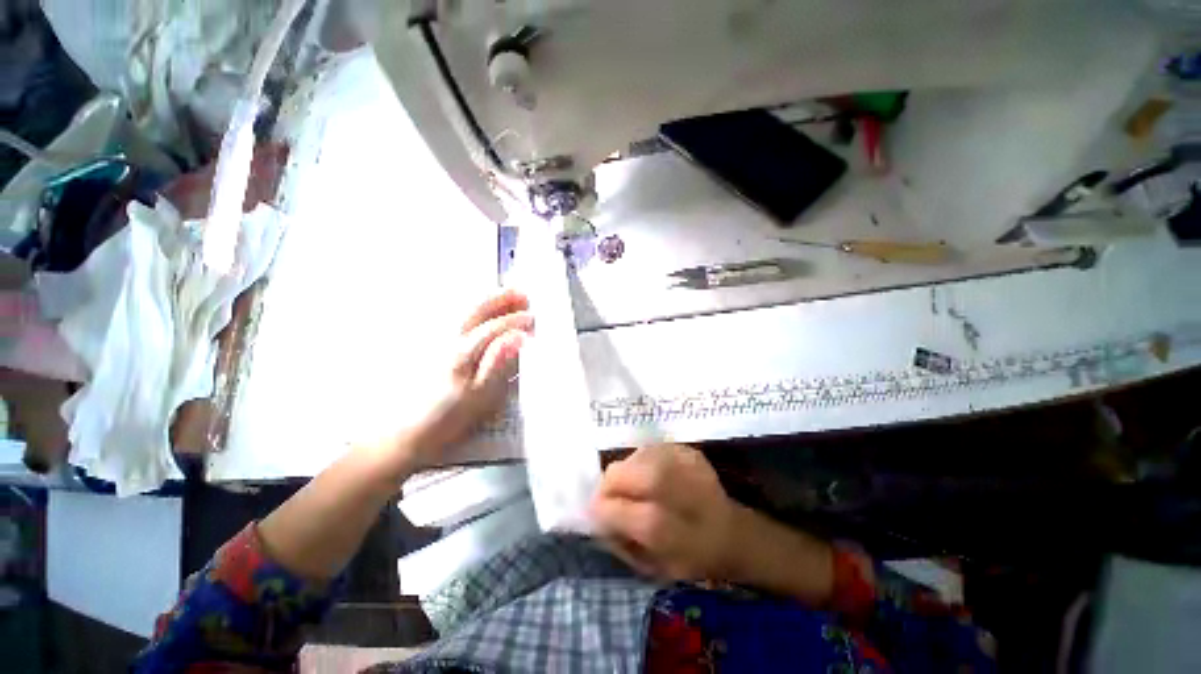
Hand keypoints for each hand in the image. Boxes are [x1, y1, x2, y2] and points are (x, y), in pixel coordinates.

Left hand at [407, 289, 532, 464]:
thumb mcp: (481, 394)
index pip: (493, 327)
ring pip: (467, 310)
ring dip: (490, 300)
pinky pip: (460, 317)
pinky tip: (484, 309)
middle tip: (523, 293)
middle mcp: (450, 338)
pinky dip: (476, 308)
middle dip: (502, 298)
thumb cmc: (451, 415)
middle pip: (477, 309)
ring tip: (509, 295)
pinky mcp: (436, 344)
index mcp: (463, 351)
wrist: (411, 429)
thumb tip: (517, 337)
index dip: (515, 321)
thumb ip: (499, 362)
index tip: (533, 318)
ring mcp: (441, 339)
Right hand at [590, 444, 739, 580]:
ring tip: (637, 489)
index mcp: (663, 527)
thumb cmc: (692, 557)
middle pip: (620, 473)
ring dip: (627, 473)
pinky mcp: (687, 449)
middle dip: (609, 486)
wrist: (733, 532)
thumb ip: (619, 541)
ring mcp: (681, 462)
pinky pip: (649, 450)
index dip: (599, 509)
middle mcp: (670, 487)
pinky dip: (643, 463)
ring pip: (632, 457)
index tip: (597, 514)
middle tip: (613, 498)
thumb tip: (595, 516)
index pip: (612, 508)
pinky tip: (654, 477)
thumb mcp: (653, 567)